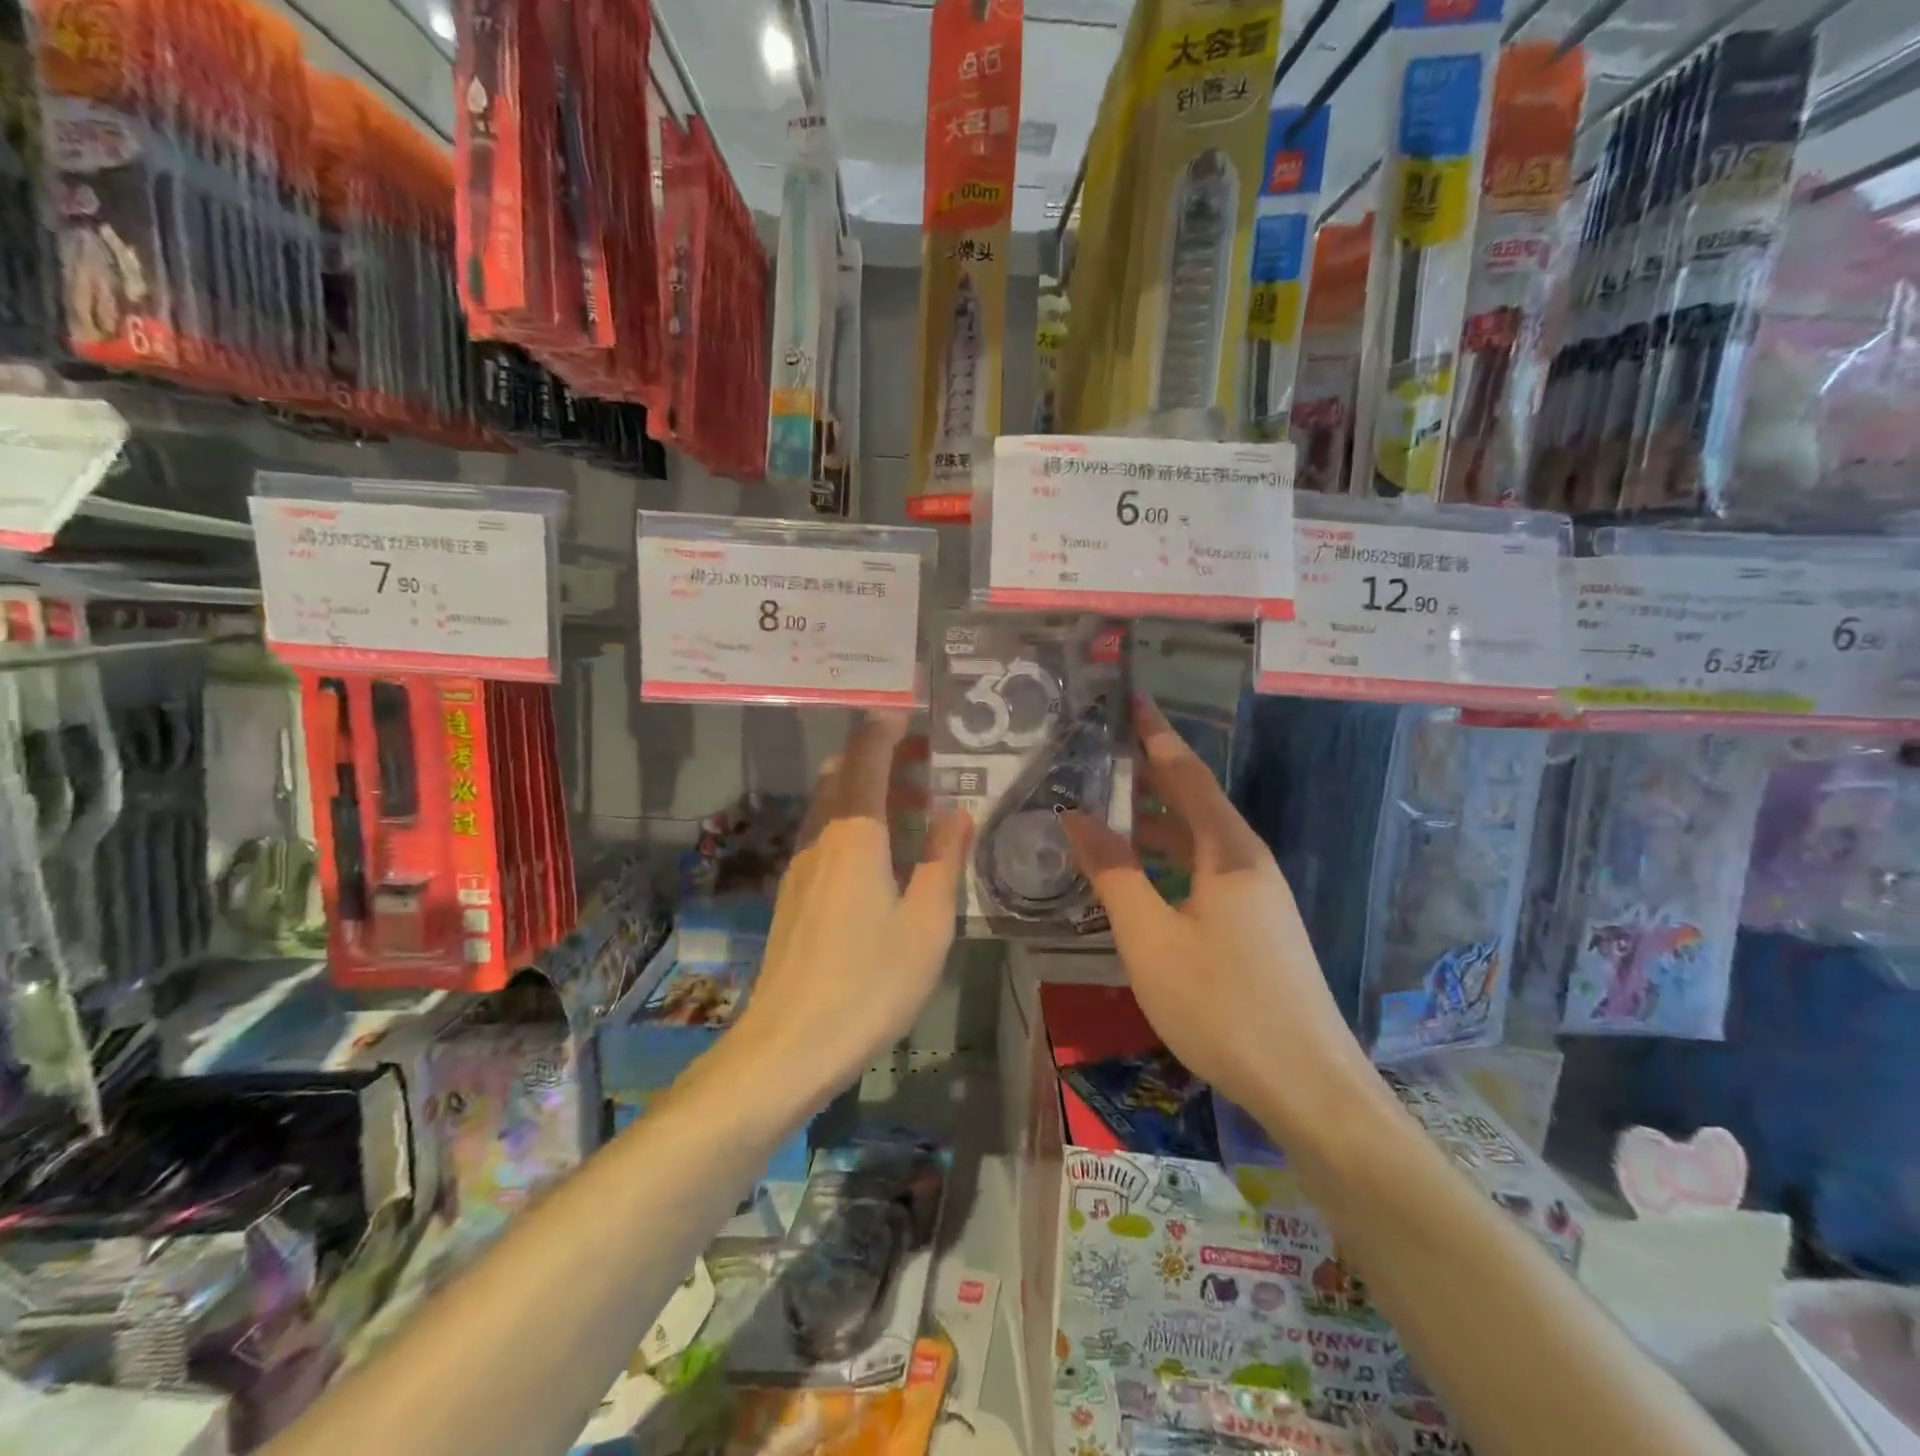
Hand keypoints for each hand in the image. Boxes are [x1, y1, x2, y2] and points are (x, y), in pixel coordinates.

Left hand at [730, 713, 972, 1109]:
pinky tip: (884, 853)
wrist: (788, 1045)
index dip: (887, 722)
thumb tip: (958, 810)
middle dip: (881, 751)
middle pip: (843, 770)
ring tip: (916, 802)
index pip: (866, 753)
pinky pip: (825, 832)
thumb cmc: (869, 983)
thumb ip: (944, 860)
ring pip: (831, 801)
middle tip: (927, 756)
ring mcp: (800, 864)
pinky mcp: (793, 892)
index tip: (914, 702)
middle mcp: (821, 836)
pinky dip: (855, 819)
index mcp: (856, 833)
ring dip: (868, 786)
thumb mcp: (928, 924)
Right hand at [1062, 695, 1364, 1113]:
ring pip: (1198, 840)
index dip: (1155, 733)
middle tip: (1099, 753)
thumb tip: (1077, 815)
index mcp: (1229, 851)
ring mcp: (1257, 896)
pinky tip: (1139, 878)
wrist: (1308, 1087)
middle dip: (1149, 773)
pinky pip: (1204, 872)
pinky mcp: (1257, 927)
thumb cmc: (1222, 1005)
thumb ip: (1113, 872)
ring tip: (1105, 810)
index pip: (1186, 772)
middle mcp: (1248, 861)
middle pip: (1195, 801)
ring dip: (1154, 822)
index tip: (1130, 698)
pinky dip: (1167, 860)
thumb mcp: (1151, 938)